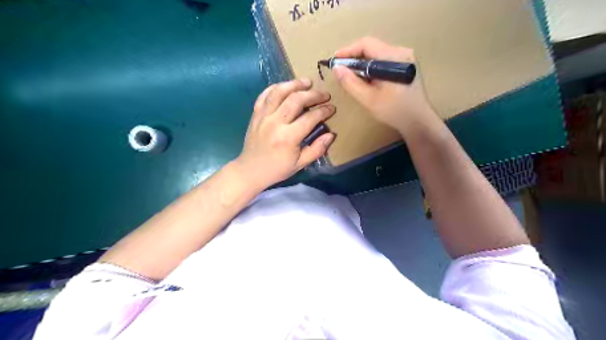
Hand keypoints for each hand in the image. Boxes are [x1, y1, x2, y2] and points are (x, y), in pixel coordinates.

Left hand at [234, 78, 335, 190]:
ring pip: (279, 92)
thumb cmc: (277, 169)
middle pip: (296, 99)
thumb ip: (317, 149)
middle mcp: (275, 123)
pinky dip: (276, 87)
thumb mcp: (300, 164)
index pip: (310, 117)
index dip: (324, 111)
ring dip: (294, 84)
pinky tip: (286, 86)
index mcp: (288, 138)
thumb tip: (331, 134)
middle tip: (324, 94)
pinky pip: (264, 95)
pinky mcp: (255, 114)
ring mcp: (263, 116)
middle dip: (313, 94)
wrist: (250, 170)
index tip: (332, 108)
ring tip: (306, 82)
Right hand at [333, 37, 438, 136]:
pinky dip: (371, 68)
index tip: (334, 61)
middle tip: (341, 71)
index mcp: (394, 57)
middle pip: (372, 47)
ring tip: (351, 76)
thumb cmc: (394, 111)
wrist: (418, 121)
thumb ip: (351, 83)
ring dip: (362, 64)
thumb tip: (336, 68)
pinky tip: (365, 80)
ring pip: (376, 54)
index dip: (348, 50)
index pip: (367, 44)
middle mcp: (401, 52)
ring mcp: (405, 58)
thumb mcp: (368, 99)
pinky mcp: (405, 66)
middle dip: (354, 58)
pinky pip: (383, 61)